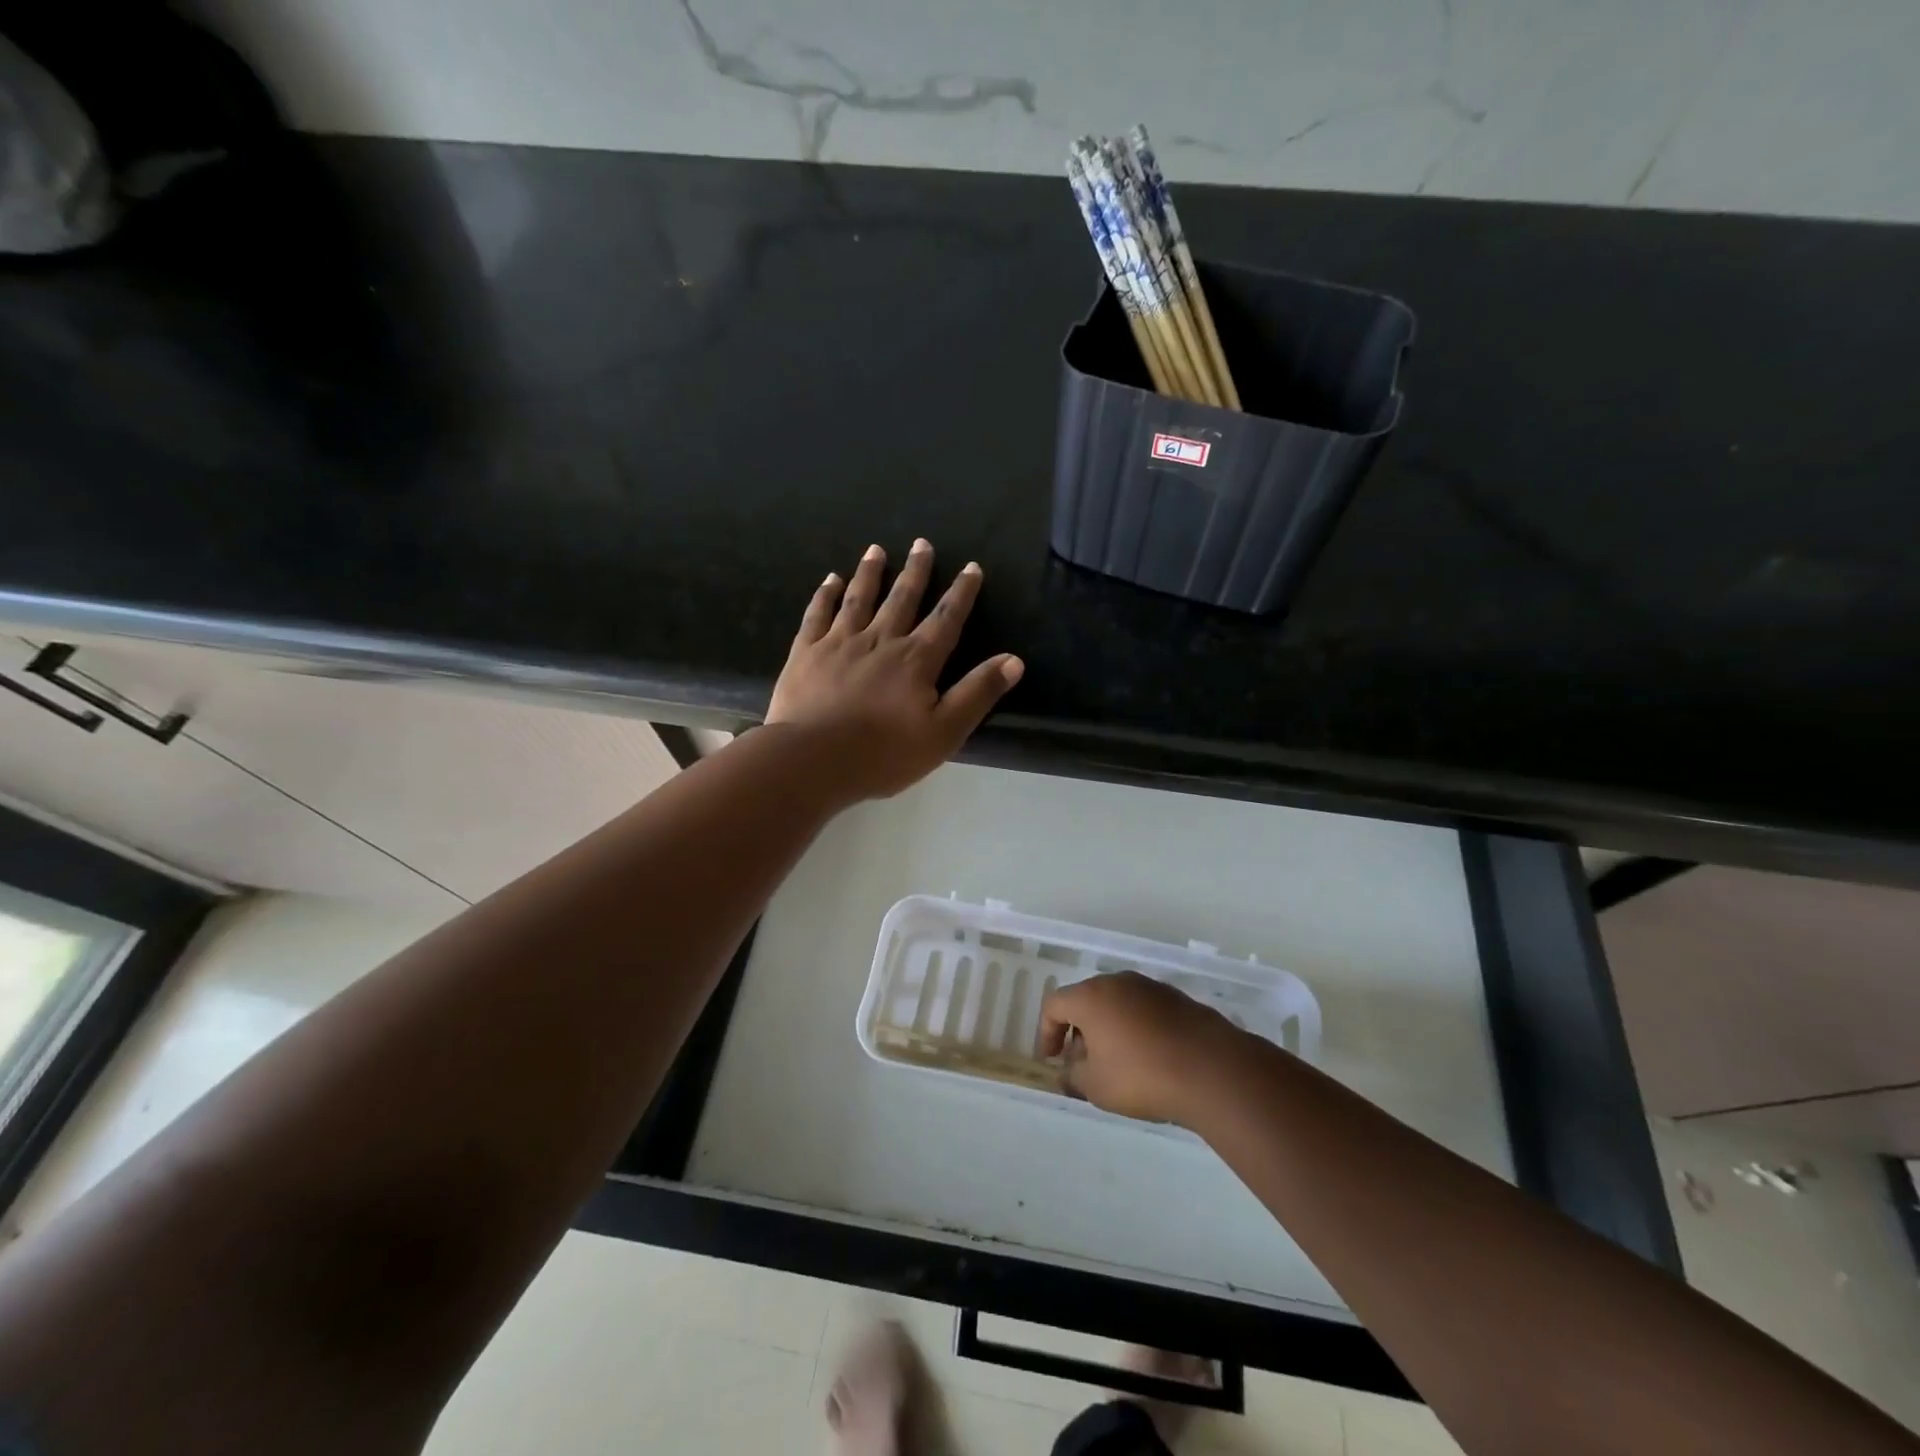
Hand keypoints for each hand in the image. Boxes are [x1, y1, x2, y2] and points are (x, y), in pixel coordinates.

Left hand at [766, 539, 1022, 800]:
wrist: (813, 759)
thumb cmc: (884, 753)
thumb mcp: (944, 731)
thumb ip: (978, 693)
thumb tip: (1014, 660)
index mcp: (916, 659)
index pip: (946, 619)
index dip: (961, 593)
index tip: (971, 567)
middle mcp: (880, 640)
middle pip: (902, 599)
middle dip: (916, 571)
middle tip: (922, 543)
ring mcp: (839, 643)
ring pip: (859, 599)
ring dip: (870, 573)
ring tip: (875, 550)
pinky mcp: (806, 653)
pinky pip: (818, 614)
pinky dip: (826, 595)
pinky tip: (830, 580)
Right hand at [1038, 972, 1249, 1126]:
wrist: (1213, 1070)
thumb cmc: (1142, 1076)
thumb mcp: (1097, 1087)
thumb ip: (1073, 1077)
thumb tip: (1066, 1073)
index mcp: (1091, 996)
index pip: (1054, 1004)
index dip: (1046, 1032)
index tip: (1052, 1060)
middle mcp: (1118, 982)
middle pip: (1086, 1000)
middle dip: (1078, 1030)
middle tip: (1083, 1063)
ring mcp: (1151, 987)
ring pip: (1117, 1003)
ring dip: (1108, 1028)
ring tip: (1117, 1063)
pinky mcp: (1178, 999)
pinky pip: (1144, 1010)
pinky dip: (1136, 1028)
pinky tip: (1149, 1058)